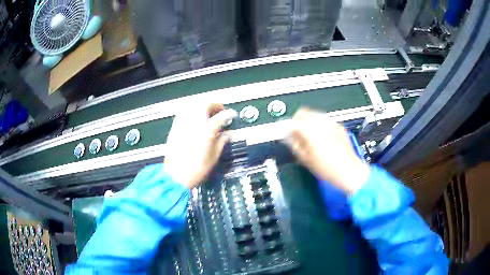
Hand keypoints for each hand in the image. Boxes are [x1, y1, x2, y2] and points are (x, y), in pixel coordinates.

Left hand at [164, 103, 236, 188]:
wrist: (175, 176)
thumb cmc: (195, 170)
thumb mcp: (213, 157)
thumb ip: (222, 141)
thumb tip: (228, 134)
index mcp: (206, 131)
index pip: (221, 116)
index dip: (229, 114)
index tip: (232, 115)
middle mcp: (194, 124)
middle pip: (205, 105)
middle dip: (215, 105)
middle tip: (220, 110)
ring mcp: (183, 124)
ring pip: (193, 105)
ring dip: (203, 105)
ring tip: (208, 111)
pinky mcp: (175, 127)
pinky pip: (184, 112)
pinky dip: (192, 110)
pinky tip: (195, 116)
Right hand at [284, 108, 370, 193]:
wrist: (349, 171)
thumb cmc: (326, 168)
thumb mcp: (306, 159)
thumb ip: (294, 144)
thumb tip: (288, 136)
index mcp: (311, 130)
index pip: (294, 120)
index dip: (288, 127)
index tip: (288, 134)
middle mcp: (322, 122)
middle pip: (305, 112)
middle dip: (299, 121)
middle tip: (298, 134)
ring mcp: (332, 123)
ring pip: (315, 114)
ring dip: (309, 122)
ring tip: (311, 136)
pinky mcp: (339, 126)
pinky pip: (326, 121)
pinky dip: (320, 125)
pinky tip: (323, 138)